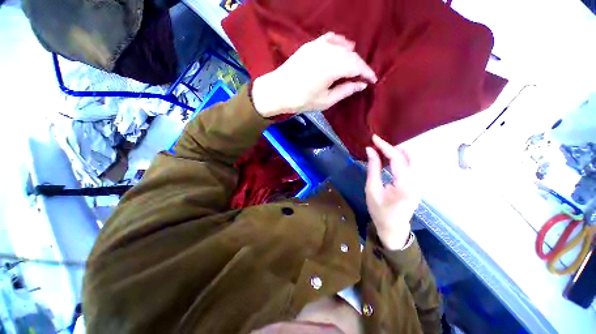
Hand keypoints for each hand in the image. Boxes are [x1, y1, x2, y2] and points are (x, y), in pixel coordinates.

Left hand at [252, 32, 376, 117]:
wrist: (278, 91)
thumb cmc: (301, 100)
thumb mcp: (325, 101)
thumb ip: (345, 91)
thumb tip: (361, 85)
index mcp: (333, 67)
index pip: (357, 66)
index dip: (367, 73)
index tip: (373, 80)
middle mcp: (328, 51)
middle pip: (351, 55)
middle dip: (360, 65)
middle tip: (363, 77)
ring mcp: (318, 45)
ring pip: (342, 46)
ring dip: (351, 56)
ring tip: (354, 67)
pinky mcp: (310, 45)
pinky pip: (330, 39)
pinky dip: (340, 43)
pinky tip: (343, 48)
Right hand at [365, 135, 419, 249]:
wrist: (393, 228)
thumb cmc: (379, 210)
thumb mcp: (372, 189)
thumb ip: (373, 168)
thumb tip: (370, 150)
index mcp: (405, 185)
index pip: (398, 159)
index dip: (385, 146)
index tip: (374, 138)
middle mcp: (417, 182)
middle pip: (410, 156)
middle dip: (394, 148)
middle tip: (378, 146)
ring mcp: (419, 183)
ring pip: (412, 160)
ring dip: (398, 152)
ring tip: (382, 152)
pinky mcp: (417, 184)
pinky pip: (411, 166)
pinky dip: (400, 159)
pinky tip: (389, 160)